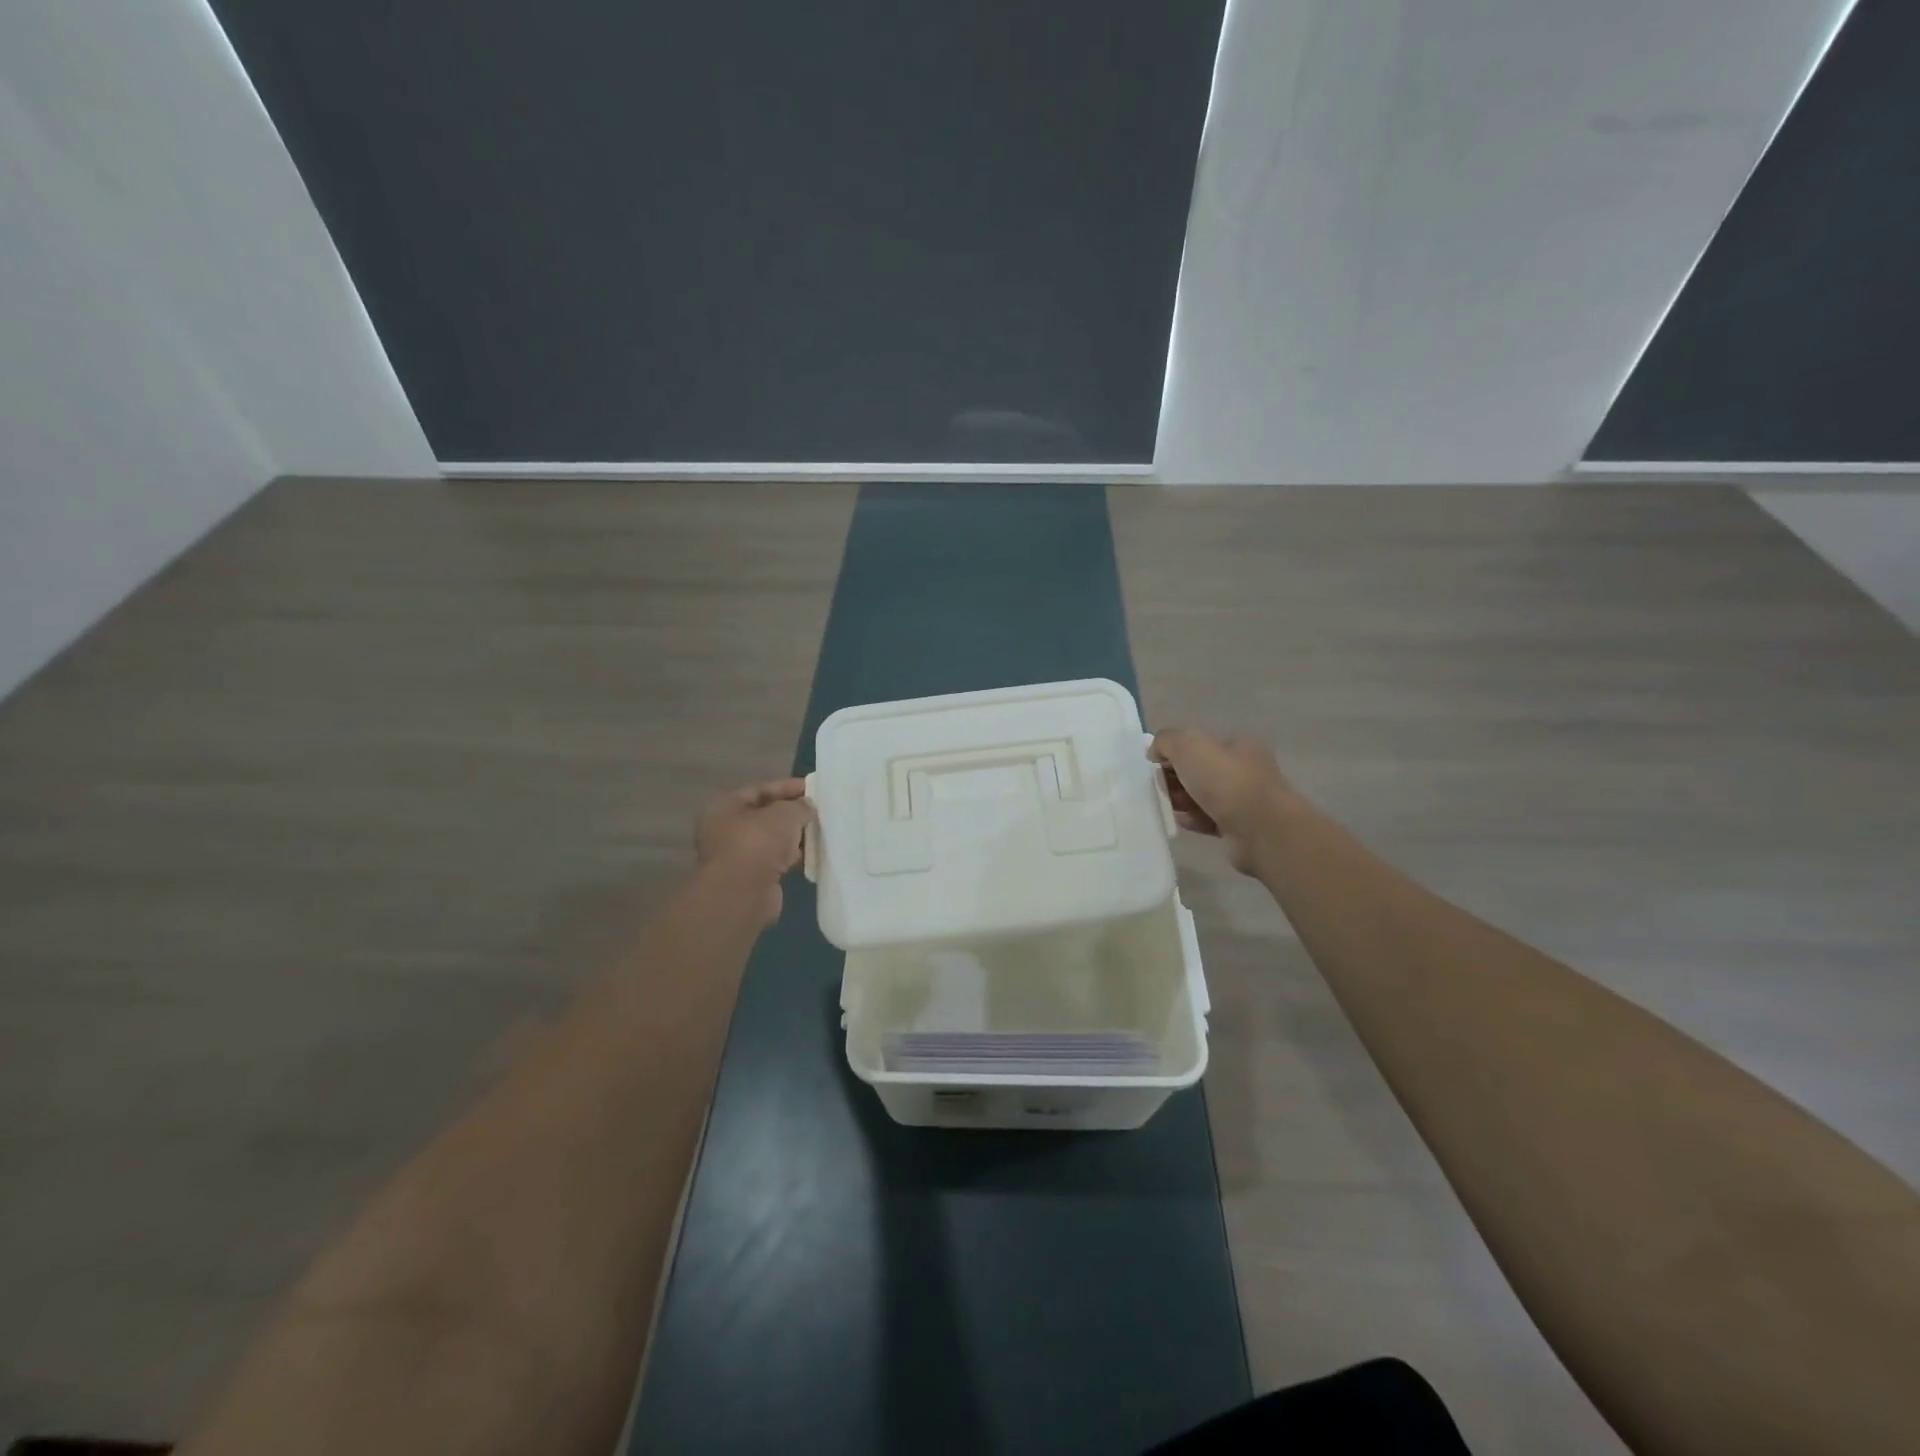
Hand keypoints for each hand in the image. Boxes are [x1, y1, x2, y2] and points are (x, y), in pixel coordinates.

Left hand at [695, 778, 813, 923]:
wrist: (743, 893)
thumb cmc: (758, 843)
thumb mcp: (785, 814)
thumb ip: (799, 806)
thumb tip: (807, 806)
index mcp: (725, 807)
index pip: (760, 790)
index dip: (787, 787)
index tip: (812, 788)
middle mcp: (726, 829)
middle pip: (765, 815)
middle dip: (792, 813)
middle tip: (818, 810)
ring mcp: (738, 855)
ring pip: (772, 840)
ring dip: (794, 837)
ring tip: (821, 831)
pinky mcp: (751, 878)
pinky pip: (776, 861)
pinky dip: (792, 857)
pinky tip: (813, 854)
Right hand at [1148, 729, 1298, 874]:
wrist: (1260, 830)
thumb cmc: (1226, 781)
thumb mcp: (1189, 746)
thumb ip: (1167, 741)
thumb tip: (1155, 751)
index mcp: (1238, 746)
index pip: (1200, 744)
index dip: (1175, 752)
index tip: (1156, 765)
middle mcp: (1244, 770)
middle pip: (1200, 771)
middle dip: (1176, 778)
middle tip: (1160, 788)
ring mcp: (1244, 800)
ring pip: (1203, 797)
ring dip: (1182, 800)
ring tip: (1167, 806)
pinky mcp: (1239, 828)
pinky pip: (1208, 820)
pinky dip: (1193, 820)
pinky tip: (1180, 821)